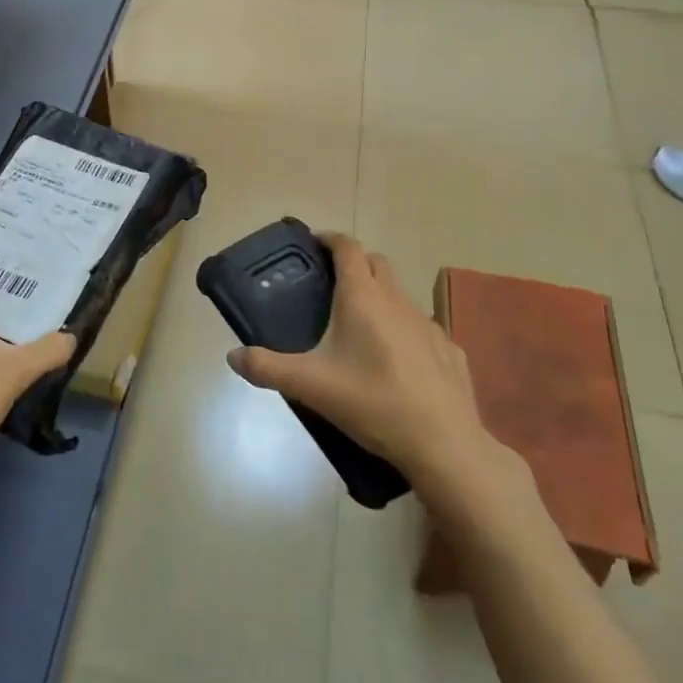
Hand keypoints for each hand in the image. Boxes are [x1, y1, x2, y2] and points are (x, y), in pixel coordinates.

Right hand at [224, 233, 509, 487]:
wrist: (443, 444)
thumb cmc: (372, 403)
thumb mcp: (310, 386)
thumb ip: (267, 367)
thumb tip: (233, 356)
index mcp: (362, 298)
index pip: (347, 248)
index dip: (329, 239)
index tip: (314, 243)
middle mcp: (397, 300)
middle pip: (376, 263)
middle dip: (355, 263)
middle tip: (331, 284)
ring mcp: (429, 324)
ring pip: (400, 294)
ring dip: (380, 295)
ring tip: (360, 325)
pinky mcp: (449, 350)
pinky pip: (422, 326)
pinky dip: (405, 329)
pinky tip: (398, 360)